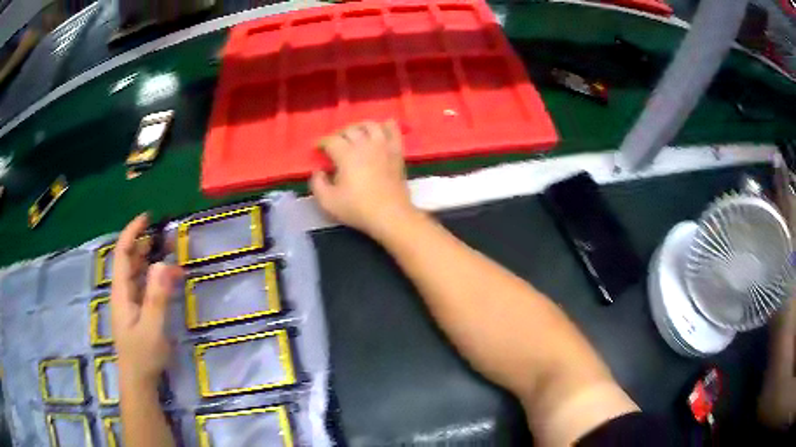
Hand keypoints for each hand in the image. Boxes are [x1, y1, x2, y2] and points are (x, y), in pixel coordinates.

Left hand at [111, 214, 182, 385]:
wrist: (139, 380)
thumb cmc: (143, 355)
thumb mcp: (152, 328)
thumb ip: (157, 297)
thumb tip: (164, 264)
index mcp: (121, 292)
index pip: (122, 254)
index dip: (132, 233)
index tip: (147, 218)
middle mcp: (123, 292)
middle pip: (129, 260)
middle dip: (145, 243)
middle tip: (167, 234)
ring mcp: (129, 302)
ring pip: (137, 272)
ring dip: (151, 258)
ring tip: (170, 250)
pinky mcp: (137, 311)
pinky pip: (144, 286)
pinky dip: (155, 276)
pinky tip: (170, 277)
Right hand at [310, 121, 416, 236]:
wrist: (390, 215)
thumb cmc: (357, 209)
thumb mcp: (328, 202)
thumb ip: (317, 184)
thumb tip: (318, 171)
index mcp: (346, 154)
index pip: (331, 140)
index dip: (322, 143)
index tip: (318, 150)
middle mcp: (364, 144)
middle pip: (350, 130)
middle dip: (339, 135)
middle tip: (335, 144)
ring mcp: (383, 146)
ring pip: (371, 125)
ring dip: (360, 126)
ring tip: (356, 134)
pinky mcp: (397, 152)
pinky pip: (393, 131)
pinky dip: (387, 126)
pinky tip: (383, 127)